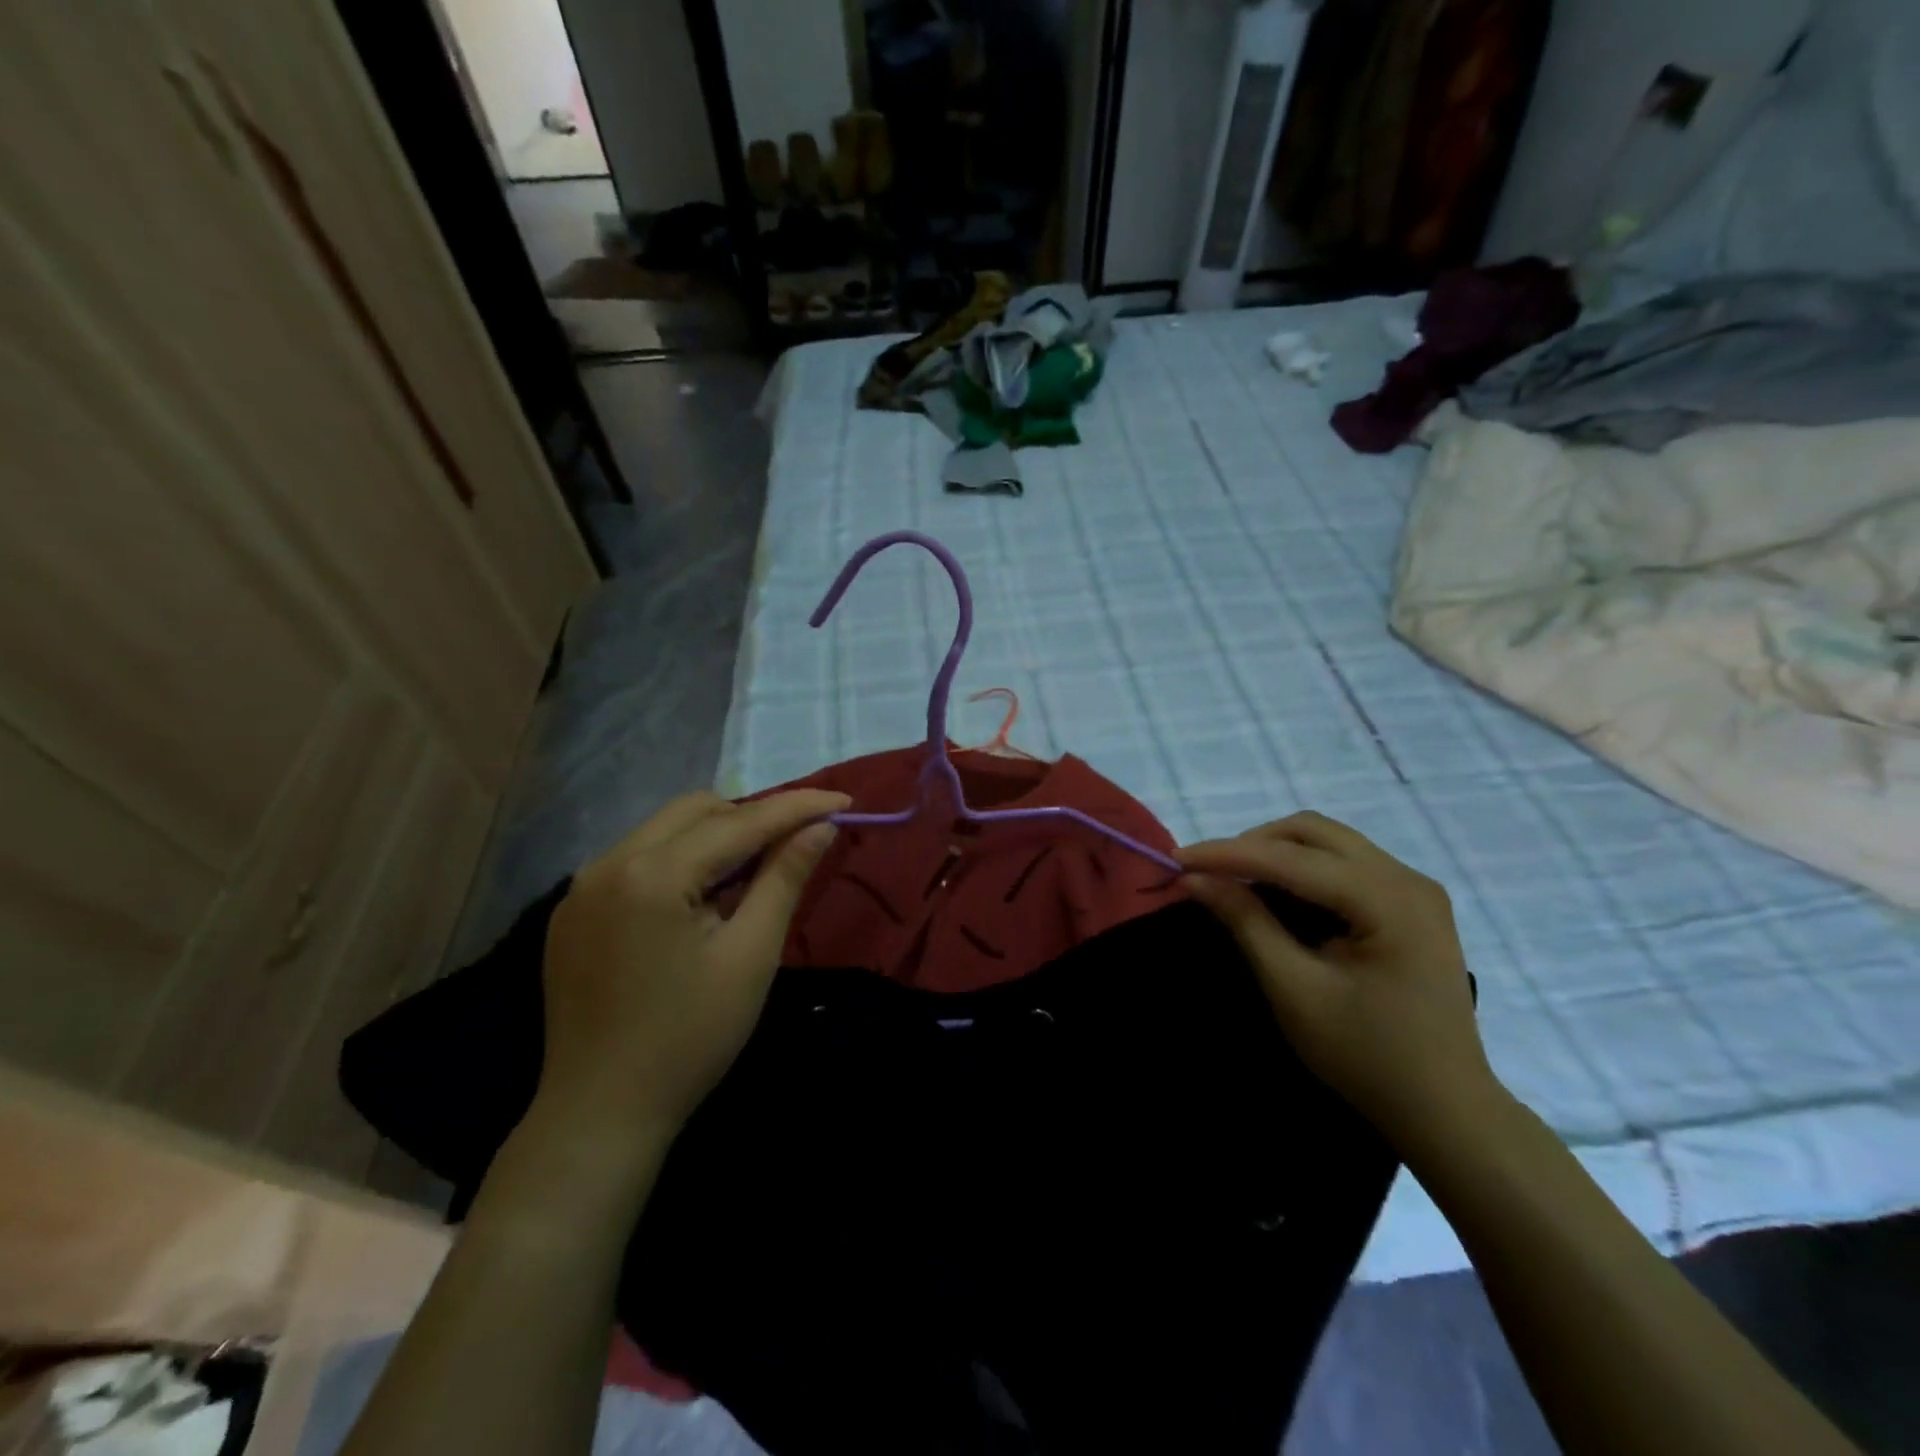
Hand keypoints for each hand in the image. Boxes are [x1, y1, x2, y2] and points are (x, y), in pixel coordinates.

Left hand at [538, 789, 848, 1141]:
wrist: (600, 1114)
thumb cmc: (690, 1039)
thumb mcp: (752, 956)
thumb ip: (785, 879)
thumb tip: (821, 827)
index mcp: (652, 874)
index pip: (740, 821)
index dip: (797, 807)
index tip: (844, 798)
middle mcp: (608, 863)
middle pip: (697, 810)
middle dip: (753, 817)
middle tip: (796, 844)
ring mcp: (582, 886)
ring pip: (665, 829)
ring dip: (716, 837)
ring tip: (751, 876)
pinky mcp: (573, 910)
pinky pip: (638, 859)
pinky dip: (680, 861)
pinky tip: (701, 901)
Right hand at [1178, 812, 1499, 1150]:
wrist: (1445, 1110)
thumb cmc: (1366, 1055)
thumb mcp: (1293, 989)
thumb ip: (1245, 922)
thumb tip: (1194, 878)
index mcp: (1388, 900)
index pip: (1291, 859)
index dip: (1228, 854)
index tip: (1177, 858)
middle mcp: (1407, 879)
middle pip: (1314, 833)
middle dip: (1253, 844)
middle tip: (1209, 871)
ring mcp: (1414, 889)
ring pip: (1329, 842)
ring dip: (1276, 852)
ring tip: (1235, 879)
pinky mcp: (1411, 904)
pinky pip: (1345, 863)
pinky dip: (1302, 868)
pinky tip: (1276, 892)